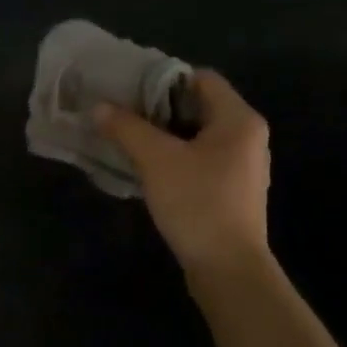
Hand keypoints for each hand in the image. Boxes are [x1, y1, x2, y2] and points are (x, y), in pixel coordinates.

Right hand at [95, 70, 271, 274]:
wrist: (228, 269)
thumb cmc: (197, 203)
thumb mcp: (156, 160)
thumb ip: (127, 128)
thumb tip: (99, 107)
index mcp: (239, 120)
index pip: (201, 78)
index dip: (164, 78)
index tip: (130, 88)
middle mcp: (248, 137)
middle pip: (199, 106)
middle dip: (159, 108)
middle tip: (122, 112)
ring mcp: (242, 166)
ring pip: (198, 135)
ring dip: (164, 134)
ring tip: (129, 138)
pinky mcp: (232, 191)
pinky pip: (200, 160)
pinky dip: (175, 157)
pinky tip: (148, 169)